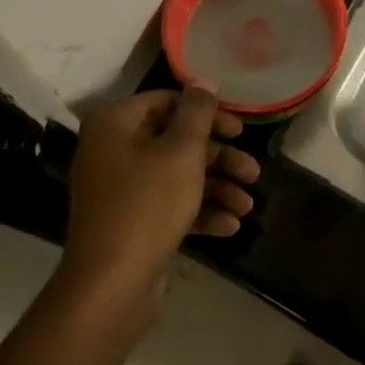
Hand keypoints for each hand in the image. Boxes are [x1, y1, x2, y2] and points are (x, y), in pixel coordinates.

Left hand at [63, 83, 259, 296]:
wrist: (111, 284)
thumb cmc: (148, 205)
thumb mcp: (181, 153)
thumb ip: (198, 113)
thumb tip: (204, 80)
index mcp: (115, 125)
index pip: (167, 102)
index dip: (207, 114)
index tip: (239, 130)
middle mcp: (112, 151)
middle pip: (175, 142)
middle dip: (219, 159)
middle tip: (253, 172)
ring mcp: (119, 189)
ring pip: (176, 176)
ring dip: (216, 188)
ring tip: (248, 206)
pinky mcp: (129, 221)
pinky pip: (168, 205)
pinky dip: (198, 211)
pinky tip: (229, 226)